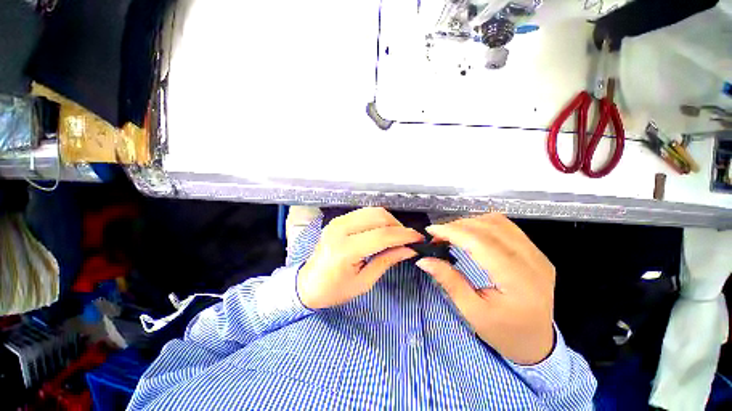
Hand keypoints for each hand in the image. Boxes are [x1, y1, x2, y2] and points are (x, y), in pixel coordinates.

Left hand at [297, 207, 423, 309]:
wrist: (308, 283)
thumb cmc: (334, 290)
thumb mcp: (364, 282)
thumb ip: (387, 261)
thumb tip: (409, 249)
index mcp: (345, 250)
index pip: (382, 235)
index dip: (404, 236)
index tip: (419, 239)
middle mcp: (340, 229)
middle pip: (378, 217)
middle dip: (398, 226)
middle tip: (408, 239)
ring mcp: (337, 221)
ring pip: (372, 211)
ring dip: (389, 221)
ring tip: (397, 235)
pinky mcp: (338, 219)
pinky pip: (364, 213)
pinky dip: (378, 219)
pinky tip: (383, 230)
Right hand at [416, 213, 555, 364]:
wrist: (537, 343)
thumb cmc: (504, 333)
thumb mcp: (472, 312)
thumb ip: (449, 281)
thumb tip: (424, 260)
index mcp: (518, 281)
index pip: (481, 243)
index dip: (453, 232)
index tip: (430, 230)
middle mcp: (533, 261)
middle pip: (489, 228)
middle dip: (457, 226)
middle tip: (437, 235)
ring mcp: (537, 254)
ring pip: (498, 222)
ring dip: (469, 223)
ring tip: (451, 233)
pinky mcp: (536, 252)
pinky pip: (506, 226)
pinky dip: (482, 224)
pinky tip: (470, 233)